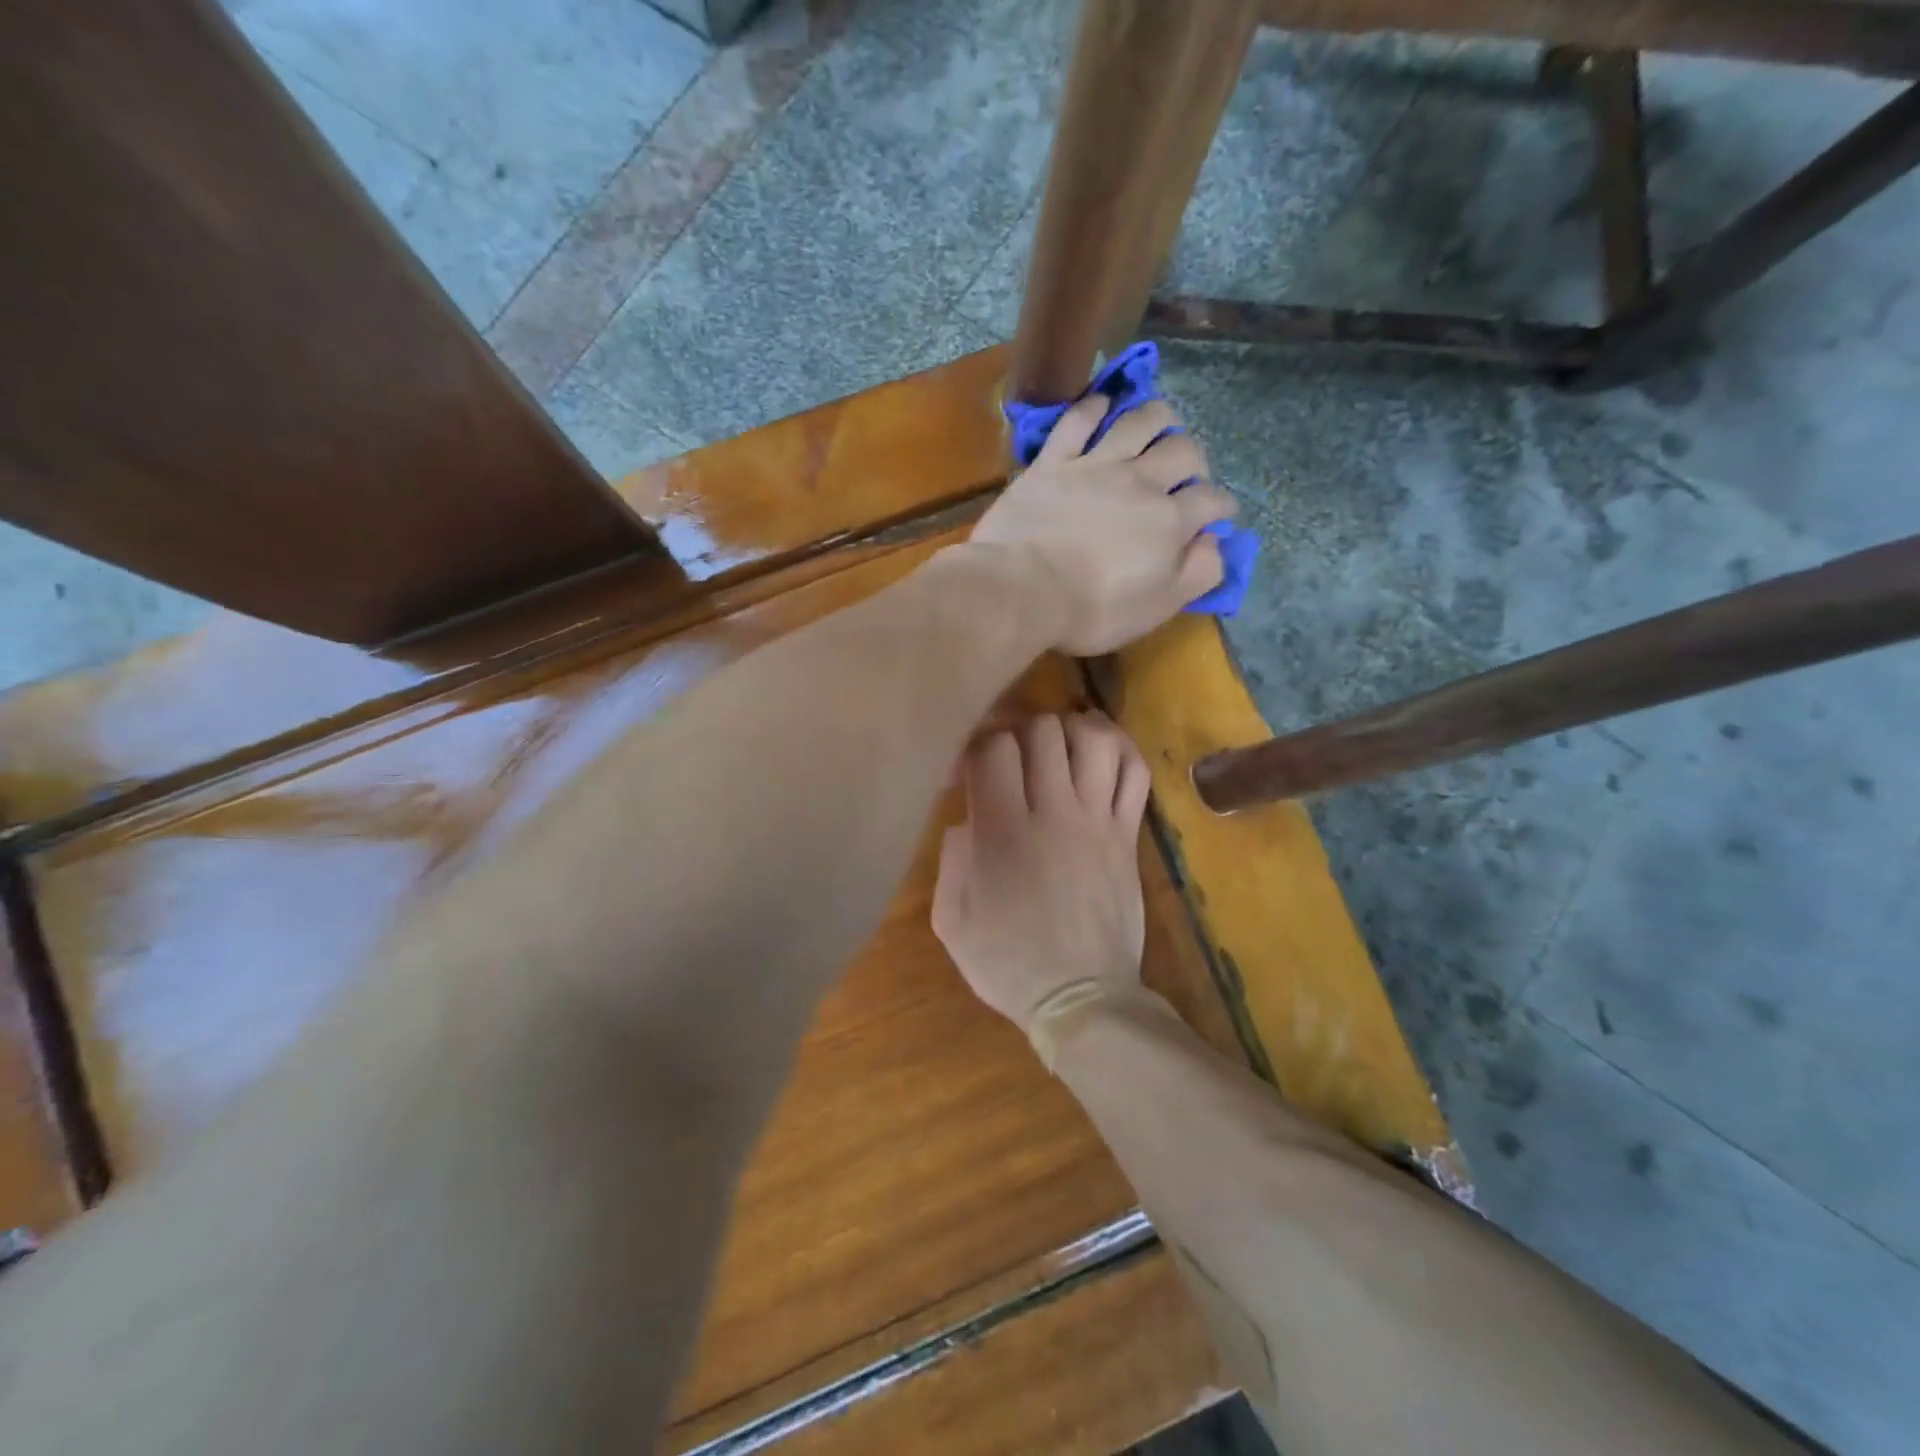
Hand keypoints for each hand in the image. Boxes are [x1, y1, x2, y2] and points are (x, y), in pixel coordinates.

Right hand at [932, 713, 1149, 1033]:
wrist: (1081, 998)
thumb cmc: (1008, 963)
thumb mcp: (952, 920)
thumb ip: (951, 858)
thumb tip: (968, 817)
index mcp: (1002, 833)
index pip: (993, 749)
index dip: (974, 746)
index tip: (965, 773)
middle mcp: (1053, 814)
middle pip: (1042, 732)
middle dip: (1018, 733)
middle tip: (1009, 759)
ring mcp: (1097, 821)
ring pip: (1094, 740)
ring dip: (1069, 730)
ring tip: (1055, 747)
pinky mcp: (1127, 834)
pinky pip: (1135, 773)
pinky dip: (1119, 748)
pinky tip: (1099, 752)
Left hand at [971, 397, 1235, 654]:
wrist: (1021, 590)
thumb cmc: (1091, 610)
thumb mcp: (1157, 608)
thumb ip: (1197, 573)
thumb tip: (1213, 542)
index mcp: (1169, 521)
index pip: (1210, 500)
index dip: (1220, 506)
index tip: (1218, 514)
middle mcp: (1140, 482)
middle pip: (1181, 451)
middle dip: (1193, 459)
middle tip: (1185, 473)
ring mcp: (1094, 465)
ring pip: (1138, 421)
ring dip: (1156, 417)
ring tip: (1160, 424)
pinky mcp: (1052, 461)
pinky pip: (1078, 419)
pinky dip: (1094, 407)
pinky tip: (1101, 405)